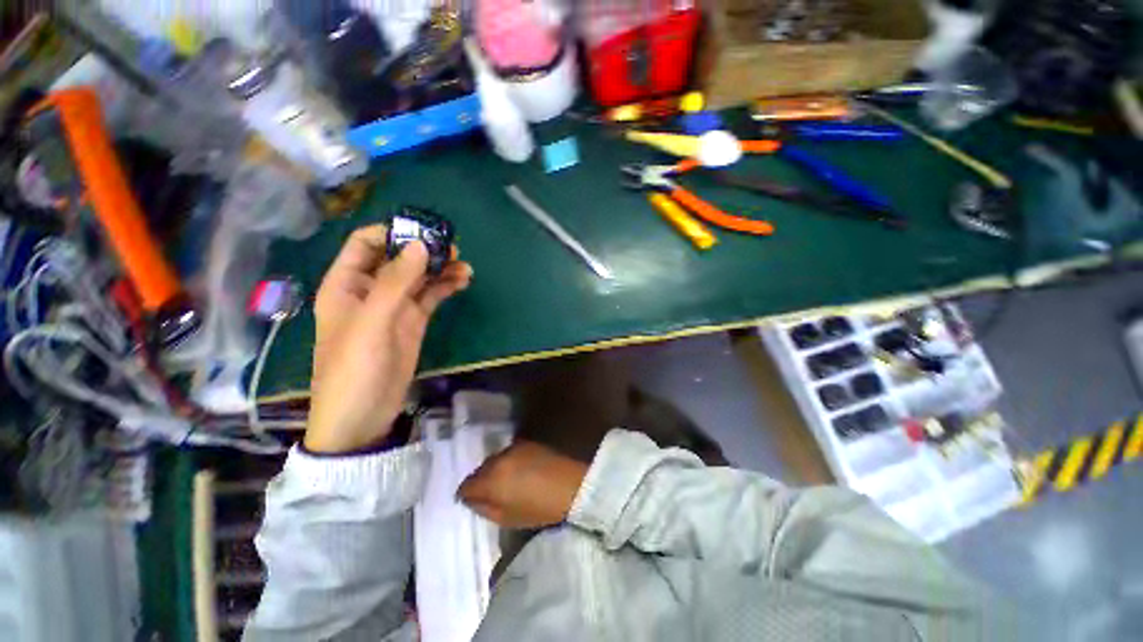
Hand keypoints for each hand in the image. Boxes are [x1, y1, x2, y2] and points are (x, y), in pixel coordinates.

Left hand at [305, 225, 472, 453]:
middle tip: (453, 249)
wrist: (362, 415)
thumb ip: (396, 282)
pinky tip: (462, 281)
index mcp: (347, 284)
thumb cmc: (354, 368)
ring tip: (464, 266)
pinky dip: (446, 286)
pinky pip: (430, 296)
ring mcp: (395, 306)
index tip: (423, 232)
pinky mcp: (413, 321)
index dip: (392, 233)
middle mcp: (370, 290)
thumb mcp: (372, 322)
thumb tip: (421, 245)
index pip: (365, 244)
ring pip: (419, 277)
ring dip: (440, 268)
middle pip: (398, 258)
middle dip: (424, 250)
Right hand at [457, 441, 588, 528]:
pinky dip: (508, 462)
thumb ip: (484, 508)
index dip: (466, 495)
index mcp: (491, 479)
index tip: (471, 501)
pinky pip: (508, 453)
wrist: (571, 485)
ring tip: (506, 482)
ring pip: (494, 460)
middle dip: (481, 481)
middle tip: (490, 493)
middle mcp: (499, 458)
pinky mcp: (526, 442)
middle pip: (480, 470)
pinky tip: (519, 471)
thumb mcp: (507, 518)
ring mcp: (513, 448)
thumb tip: (471, 499)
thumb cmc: (539, 509)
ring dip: (495, 470)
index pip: (466, 485)